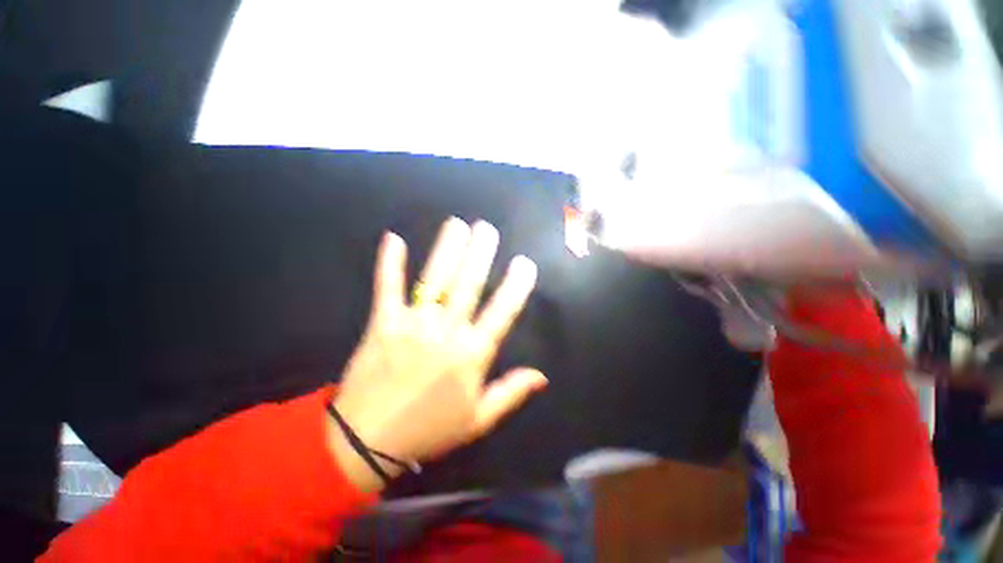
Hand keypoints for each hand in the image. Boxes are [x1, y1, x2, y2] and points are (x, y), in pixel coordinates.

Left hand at [328, 218, 547, 491]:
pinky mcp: (382, 323)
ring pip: (435, 280)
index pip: (502, 312)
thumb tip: (542, 376)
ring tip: (457, 224)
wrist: (368, 442)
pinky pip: (387, 288)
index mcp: (472, 355)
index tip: (525, 263)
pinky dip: (390, 263)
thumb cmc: (429, 429)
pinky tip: (394, 238)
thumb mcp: (478, 420)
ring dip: (447, 249)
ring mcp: (412, 325)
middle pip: (468, 285)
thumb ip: (511, 393)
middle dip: (480, 254)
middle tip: (487, 228)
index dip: (515, 286)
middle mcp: (446, 333)